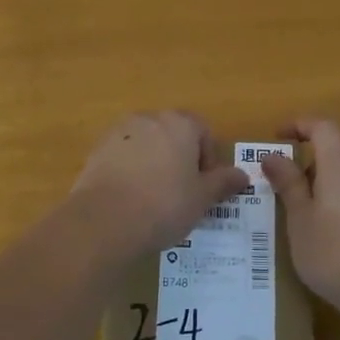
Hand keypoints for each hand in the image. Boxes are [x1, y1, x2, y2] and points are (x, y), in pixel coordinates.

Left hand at [70, 111, 248, 260]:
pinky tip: (130, 199)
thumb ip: (223, 182)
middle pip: (173, 134)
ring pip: (146, 144)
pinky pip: (123, 156)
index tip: (204, 186)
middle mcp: (149, 119)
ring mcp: (119, 132)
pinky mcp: (97, 150)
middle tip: (182, 192)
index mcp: (180, 124)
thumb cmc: (164, 205)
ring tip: (154, 197)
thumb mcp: (202, 198)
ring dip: (154, 163)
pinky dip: (130, 170)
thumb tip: (242, 175)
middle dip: (180, 158)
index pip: (203, 131)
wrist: (105, 220)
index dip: (208, 159)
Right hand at [259, 118, 339, 320]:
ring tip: (292, 213)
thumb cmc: (332, 251)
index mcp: (339, 166)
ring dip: (315, 185)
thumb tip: (272, 155)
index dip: (299, 125)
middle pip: (331, 153)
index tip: (276, 137)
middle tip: (276, 186)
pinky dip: (329, 202)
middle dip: (302, 163)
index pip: (323, 128)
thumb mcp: (299, 217)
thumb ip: (287, 183)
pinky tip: (316, 231)